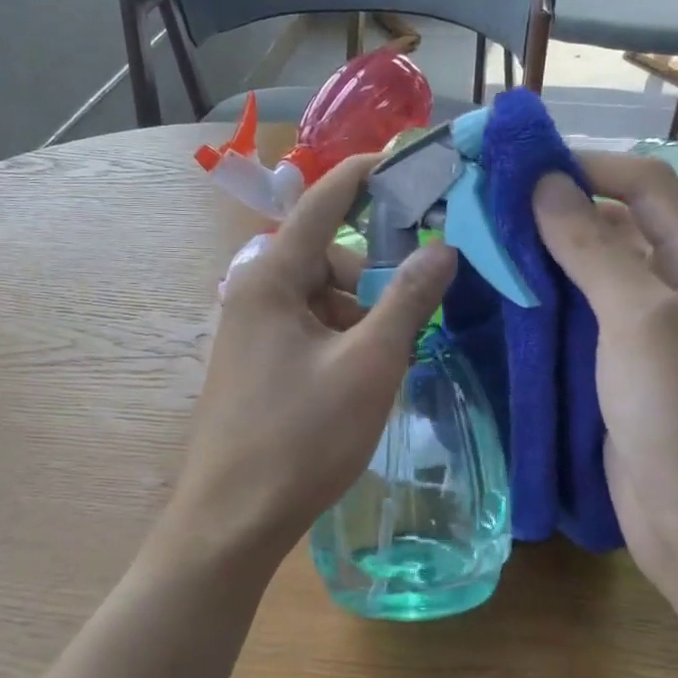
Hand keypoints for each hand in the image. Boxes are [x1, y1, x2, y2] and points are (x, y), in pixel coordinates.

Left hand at [167, 156, 456, 566]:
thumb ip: (408, 300)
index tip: (409, 158)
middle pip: (328, 256)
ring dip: (363, 316)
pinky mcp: (258, 364)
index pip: (323, 202)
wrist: (234, 519)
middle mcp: (254, 292)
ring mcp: (252, 331)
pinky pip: (310, 330)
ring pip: (323, 299)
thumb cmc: (301, 437)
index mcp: (270, 277)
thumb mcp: (369, 364)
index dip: (366, 174)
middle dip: (375, 275)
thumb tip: (443, 248)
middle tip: (418, 311)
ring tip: (390, 362)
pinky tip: (363, 380)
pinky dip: (343, 341)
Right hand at [533, 152, 677, 599]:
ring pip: (593, 275)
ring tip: (486, 246)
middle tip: (491, 208)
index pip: (648, 187)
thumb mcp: (640, 321)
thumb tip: (545, 185)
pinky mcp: (620, 369)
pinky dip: (547, 305)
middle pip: (618, 228)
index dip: (591, 167)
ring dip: (547, 258)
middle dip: (560, 212)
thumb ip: (593, 250)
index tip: (524, 167)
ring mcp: (649, 332)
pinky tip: (504, 299)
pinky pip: (581, 321)